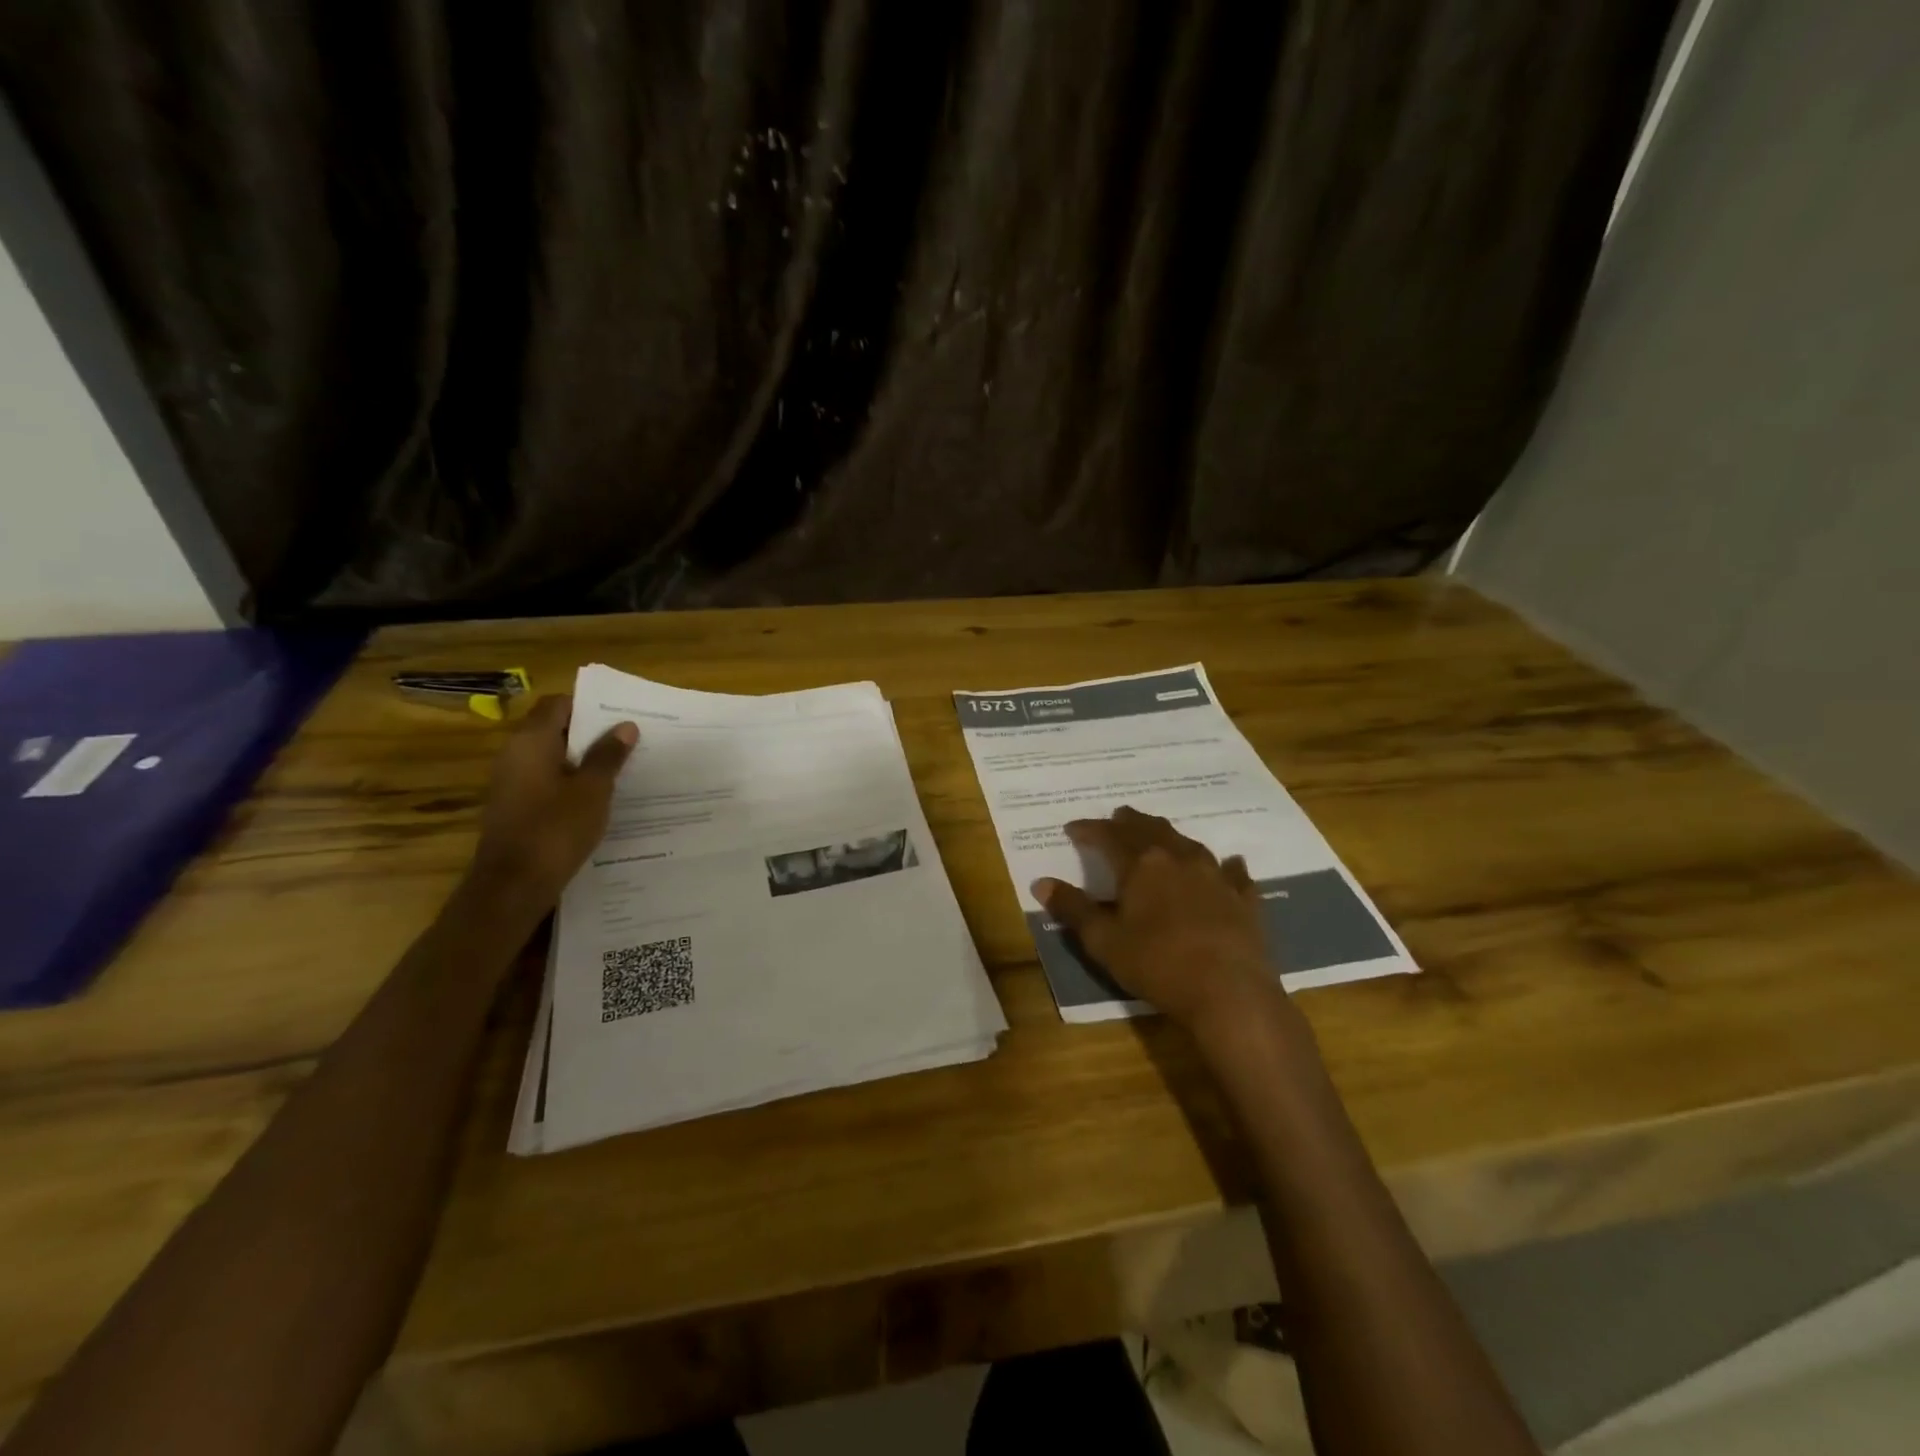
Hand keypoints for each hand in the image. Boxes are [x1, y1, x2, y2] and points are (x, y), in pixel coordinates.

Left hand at [468, 695, 637, 907]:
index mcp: (531, 742)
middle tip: (631, 740)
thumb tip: (625, 726)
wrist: (513, 886)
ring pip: (553, 758)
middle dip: (592, 733)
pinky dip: (572, 782)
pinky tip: (600, 797)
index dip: (590, 705)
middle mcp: (515, 755)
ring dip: (584, 760)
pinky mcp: (515, 807)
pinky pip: (548, 782)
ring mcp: (512, 783)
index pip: (558, 705)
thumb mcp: (593, 790)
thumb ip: (608, 755)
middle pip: (555, 730)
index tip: (621, 715)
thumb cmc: (555, 829)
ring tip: (623, 767)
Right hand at [1034, 807, 1279, 1032]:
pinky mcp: (1243, 898)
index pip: (1108, 836)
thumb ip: (1073, 909)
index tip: (1072, 828)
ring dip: (1169, 836)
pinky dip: (1226, 865)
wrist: (1230, 993)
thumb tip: (1041, 883)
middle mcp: (1179, 858)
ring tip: (1159, 836)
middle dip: (1129, 823)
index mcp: (1141, 865)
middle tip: (1117, 817)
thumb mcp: (1103, 941)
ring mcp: (1216, 875)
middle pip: (1149, 829)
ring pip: (1189, 843)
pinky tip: (1230, 863)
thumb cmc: (1158, 965)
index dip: (1088, 830)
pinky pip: (1234, 872)